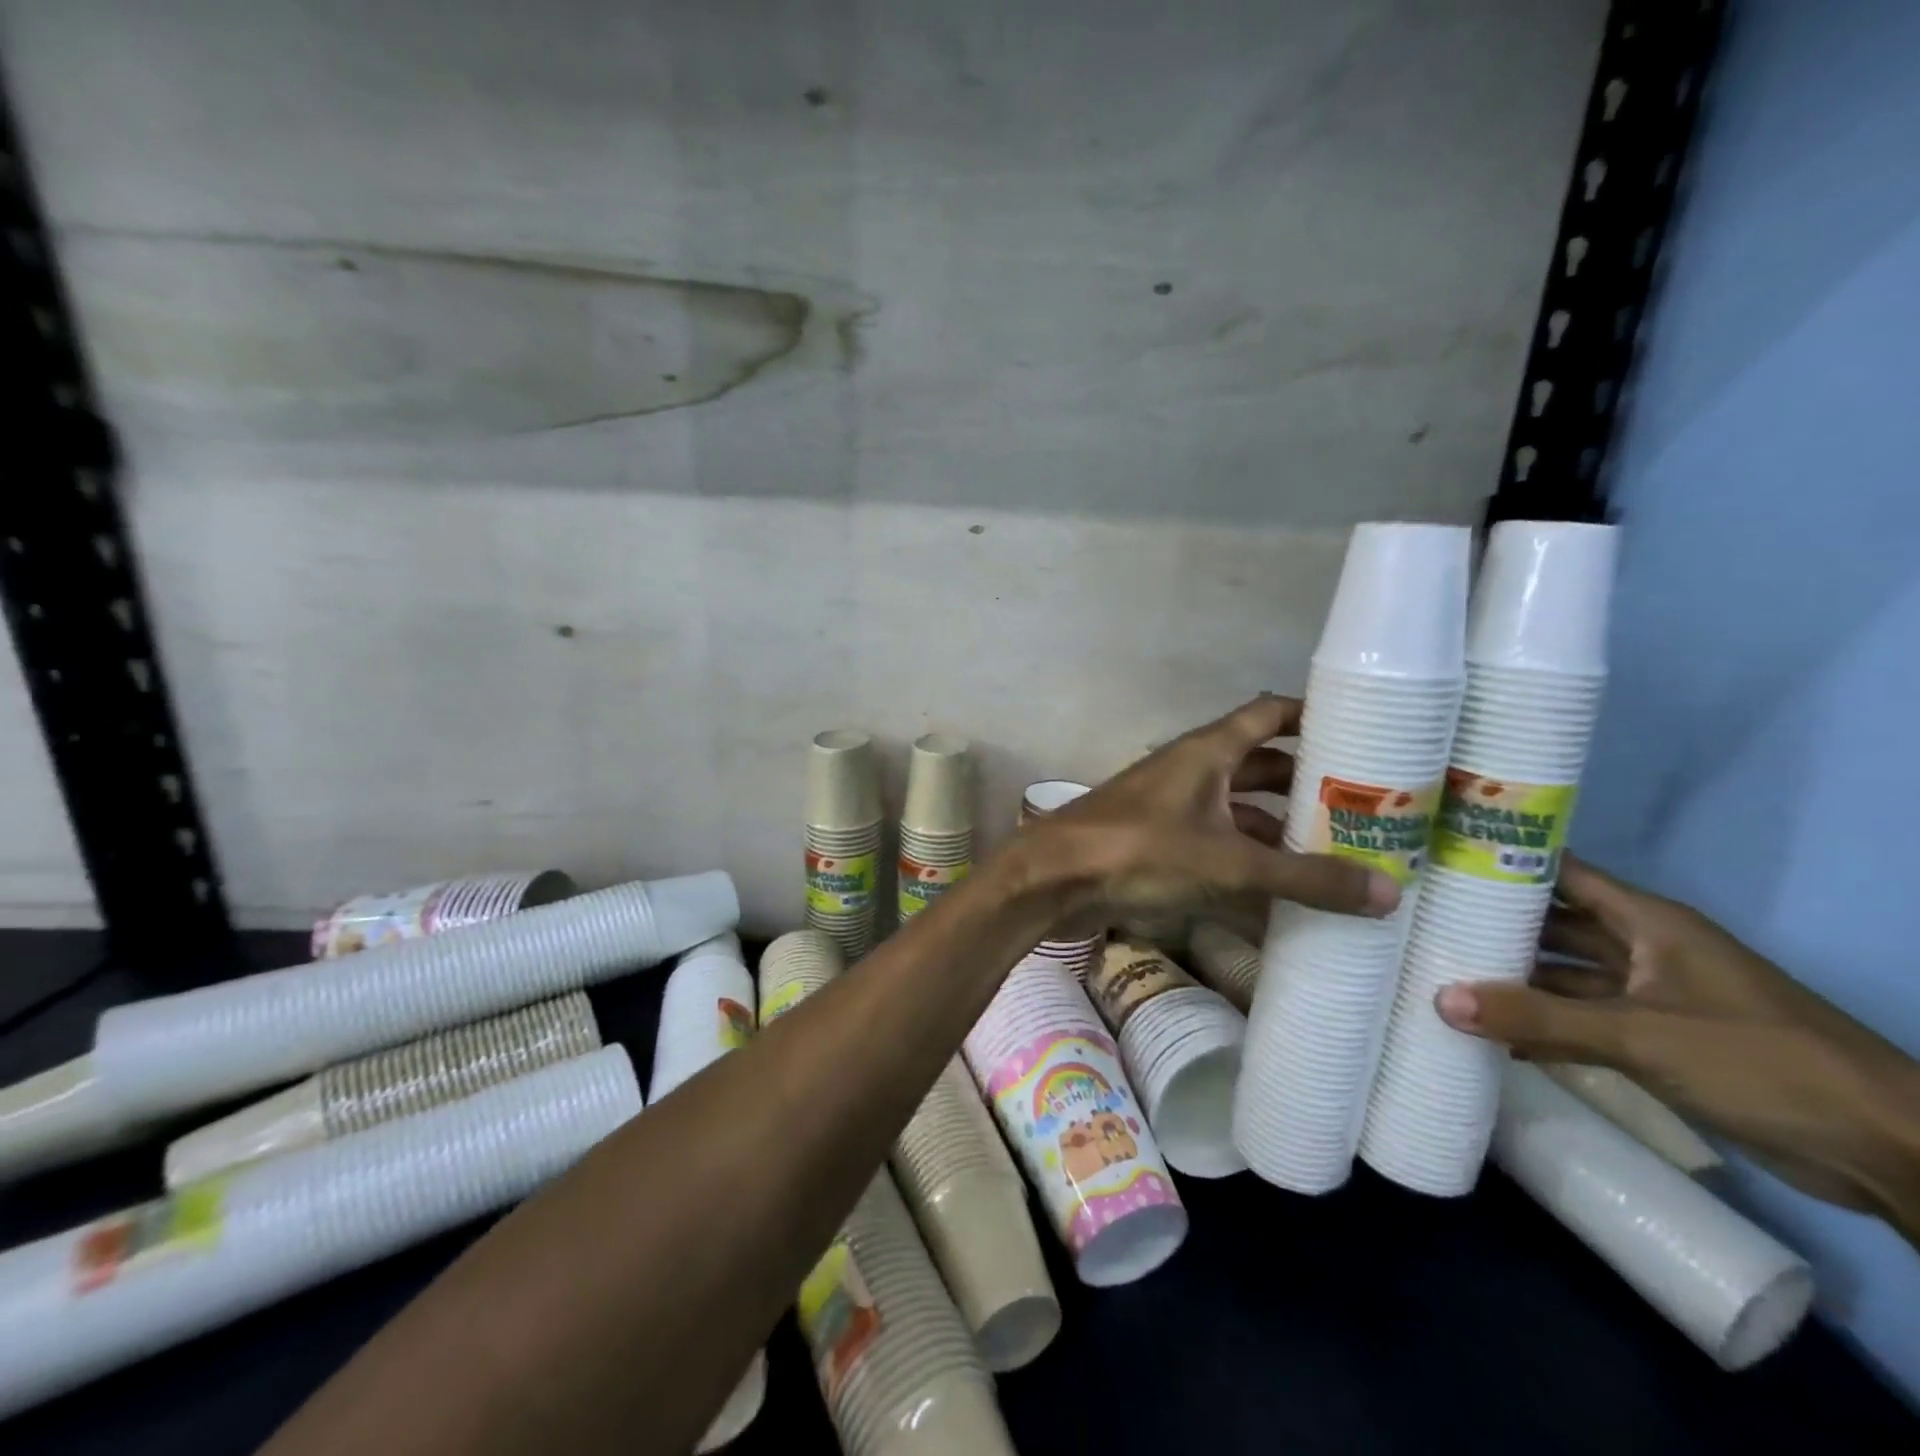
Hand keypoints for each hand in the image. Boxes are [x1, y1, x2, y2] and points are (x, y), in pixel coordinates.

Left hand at [1019, 694, 1400, 928]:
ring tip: (1335, 851)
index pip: (1270, 714)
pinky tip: (1279, 888)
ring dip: (1278, 826)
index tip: (1365, 730)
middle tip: (1365, 807)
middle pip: (1260, 765)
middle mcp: (1191, 770)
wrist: (1053, 879)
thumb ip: (1305, 878)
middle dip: (1306, 783)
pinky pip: (1215, 841)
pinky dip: (1246, 857)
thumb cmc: (1139, 852)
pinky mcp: (1156, 841)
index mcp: (1207, 752)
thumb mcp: (1229, 864)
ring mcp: (1171, 806)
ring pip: (1237, 807)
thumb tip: (1388, 892)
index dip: (1314, 716)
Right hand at [1436, 855, 1919, 1237]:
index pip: (1559, 871)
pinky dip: (1539, 1022)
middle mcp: (1643, 948)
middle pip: (1552, 924)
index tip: (1436, 858)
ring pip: (1562, 974)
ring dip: (1512, 977)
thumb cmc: (1762, 1061)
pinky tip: (1488, 1030)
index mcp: (1648, 922)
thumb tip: (1439, 1000)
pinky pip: (1579, 1019)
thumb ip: (1539, 1017)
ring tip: (1438, 970)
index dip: (1502, 859)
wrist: (1885, 1152)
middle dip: (1493, 923)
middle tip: (1420, 920)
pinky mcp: (1655, 1039)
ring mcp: (1649, 995)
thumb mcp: (1641, 1035)